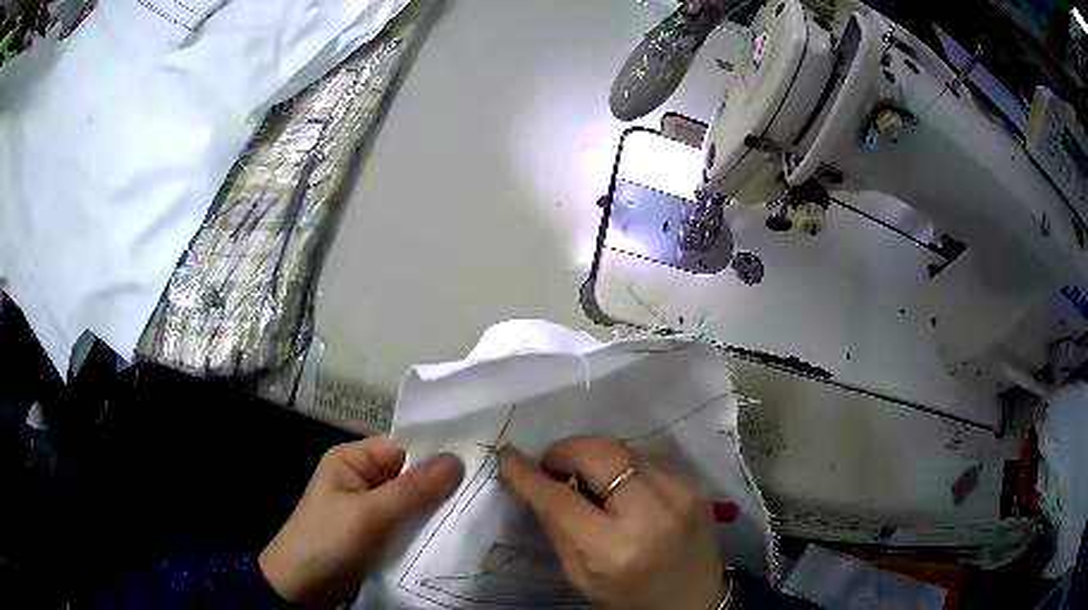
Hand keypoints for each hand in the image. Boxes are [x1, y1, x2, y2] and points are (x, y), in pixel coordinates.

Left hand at [259, 438, 463, 608]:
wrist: (302, 587)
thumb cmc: (326, 540)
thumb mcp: (368, 514)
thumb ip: (412, 490)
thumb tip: (458, 459)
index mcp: (352, 460)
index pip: (403, 449)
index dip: (437, 457)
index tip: (478, 466)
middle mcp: (364, 479)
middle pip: (411, 477)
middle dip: (442, 488)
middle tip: (486, 493)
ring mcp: (372, 509)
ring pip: (414, 504)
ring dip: (437, 512)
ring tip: (479, 515)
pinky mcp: (379, 535)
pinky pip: (410, 526)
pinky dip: (428, 531)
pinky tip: (457, 535)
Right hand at [498, 435, 726, 609]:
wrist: (695, 602)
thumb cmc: (629, 598)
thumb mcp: (580, 576)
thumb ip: (557, 528)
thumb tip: (535, 484)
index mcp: (613, 549)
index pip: (560, 500)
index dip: (529, 475)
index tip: (509, 458)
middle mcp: (651, 514)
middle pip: (599, 454)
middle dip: (565, 451)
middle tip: (552, 467)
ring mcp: (680, 494)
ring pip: (623, 449)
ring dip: (594, 456)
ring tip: (585, 477)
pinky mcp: (696, 486)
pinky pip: (647, 460)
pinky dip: (623, 466)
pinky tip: (619, 487)